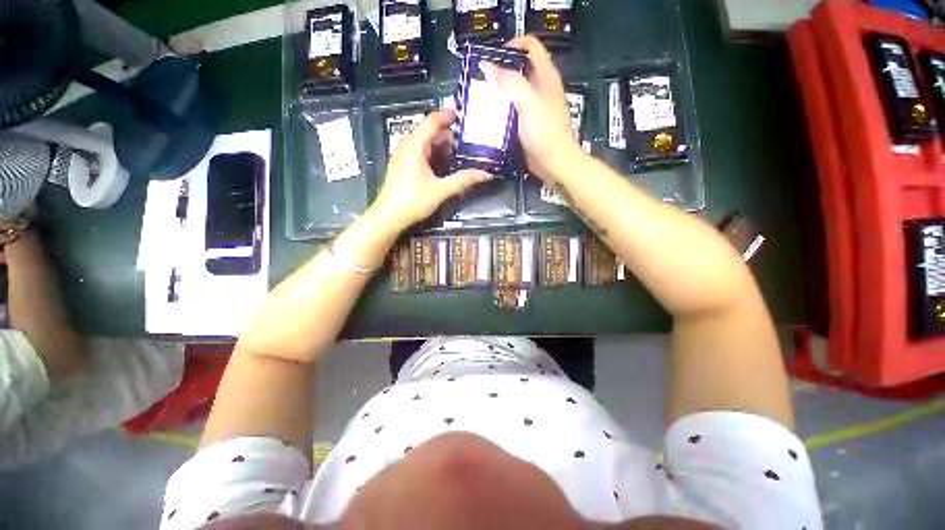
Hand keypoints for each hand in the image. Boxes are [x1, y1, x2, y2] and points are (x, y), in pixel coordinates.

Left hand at [370, 110, 489, 229]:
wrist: (389, 216)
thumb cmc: (413, 201)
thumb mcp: (441, 190)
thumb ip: (464, 180)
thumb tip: (486, 174)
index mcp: (415, 145)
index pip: (433, 121)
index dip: (448, 115)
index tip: (464, 116)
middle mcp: (407, 145)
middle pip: (430, 131)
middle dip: (449, 134)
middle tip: (468, 140)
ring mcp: (403, 154)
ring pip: (425, 142)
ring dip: (441, 145)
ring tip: (460, 152)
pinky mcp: (402, 164)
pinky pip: (420, 151)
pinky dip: (433, 153)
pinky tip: (444, 164)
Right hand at [481, 35, 583, 184]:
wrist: (554, 162)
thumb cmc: (545, 132)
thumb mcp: (528, 103)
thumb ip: (510, 82)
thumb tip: (487, 66)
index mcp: (546, 76)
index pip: (531, 46)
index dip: (513, 44)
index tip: (493, 57)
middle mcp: (540, 88)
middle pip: (520, 69)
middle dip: (501, 71)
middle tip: (481, 80)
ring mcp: (534, 107)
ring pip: (514, 91)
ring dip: (499, 92)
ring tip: (481, 97)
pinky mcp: (528, 124)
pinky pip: (512, 111)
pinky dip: (501, 110)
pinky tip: (489, 116)